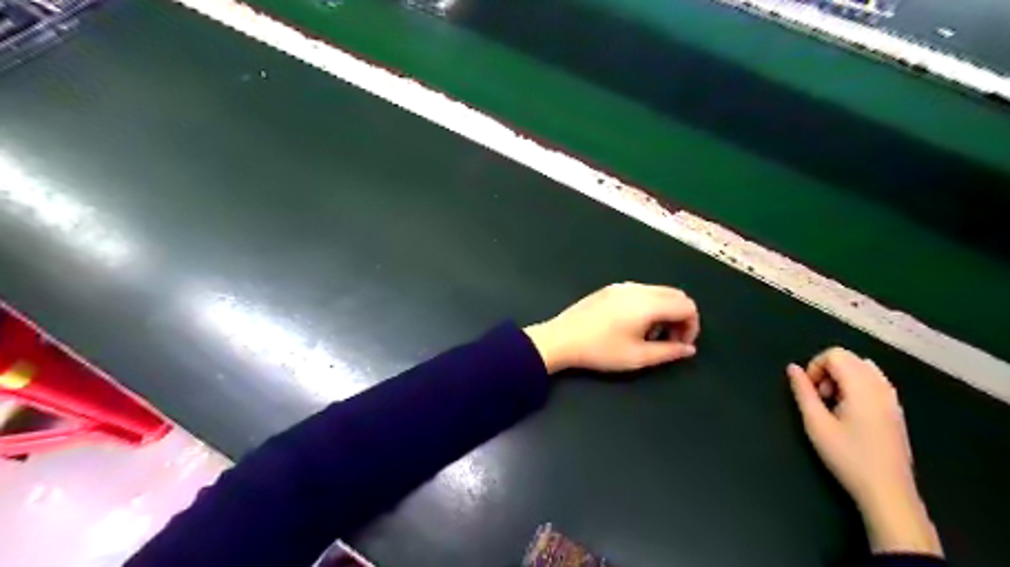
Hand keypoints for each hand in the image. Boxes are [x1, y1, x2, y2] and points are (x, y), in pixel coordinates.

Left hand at [524, 281, 698, 371]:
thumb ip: (669, 352)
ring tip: (650, 335)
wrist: (561, 339)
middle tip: (669, 340)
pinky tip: (633, 324)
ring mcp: (622, 286)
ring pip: (658, 291)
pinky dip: (649, 304)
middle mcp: (638, 288)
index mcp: (648, 303)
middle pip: (676, 294)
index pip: (687, 305)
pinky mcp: (610, 288)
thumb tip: (689, 349)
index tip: (680, 345)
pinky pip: (641, 291)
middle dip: (681, 317)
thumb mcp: (637, 357)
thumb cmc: (600, 350)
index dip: (692, 326)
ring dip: (665, 311)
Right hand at [788, 348, 937, 555]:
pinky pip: (875, 381)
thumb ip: (803, 391)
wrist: (888, 492)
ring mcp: (892, 398)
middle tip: (820, 398)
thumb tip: (792, 368)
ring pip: (862, 367)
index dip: (815, 366)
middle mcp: (881, 387)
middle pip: (849, 357)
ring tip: (834, 403)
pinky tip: (850, 410)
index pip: (835, 354)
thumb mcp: (816, 424)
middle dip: (827, 370)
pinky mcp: (896, 410)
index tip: (810, 391)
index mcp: (862, 387)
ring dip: (842, 377)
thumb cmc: (848, 457)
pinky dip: (857, 385)